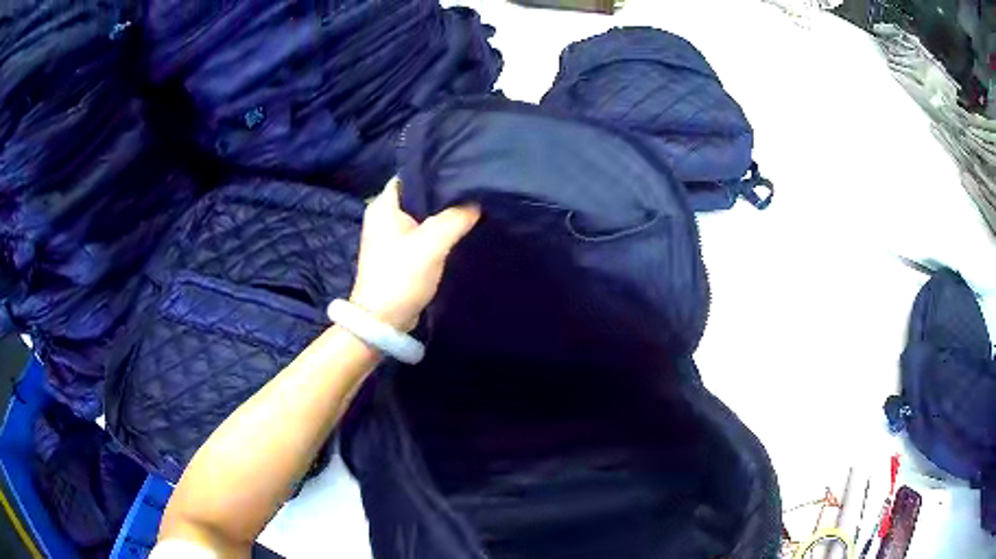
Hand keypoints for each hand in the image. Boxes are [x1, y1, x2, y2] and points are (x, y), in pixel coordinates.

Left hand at [349, 179, 479, 331]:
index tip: (462, 170)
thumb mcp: (432, 243)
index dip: (436, 170)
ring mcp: (390, 234)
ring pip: (421, 213)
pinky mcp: (398, 252)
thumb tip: (476, 202)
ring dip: (441, 213)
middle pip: (418, 194)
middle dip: (443, 192)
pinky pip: (421, 231)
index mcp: (383, 205)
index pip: (411, 174)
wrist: (384, 319)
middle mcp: (383, 215)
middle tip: (472, 188)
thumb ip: (456, 218)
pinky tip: (457, 228)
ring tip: (470, 205)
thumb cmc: (401, 276)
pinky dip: (437, 229)